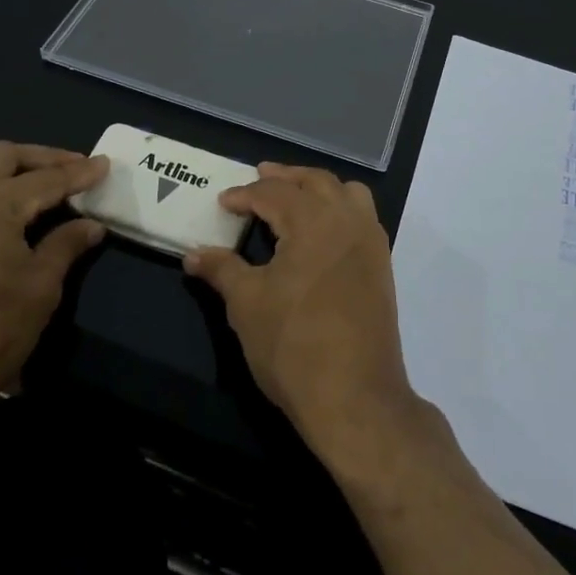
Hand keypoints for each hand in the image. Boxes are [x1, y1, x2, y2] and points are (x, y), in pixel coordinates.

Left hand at [0, 141, 107, 430]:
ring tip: (41, 183)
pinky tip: (7, 208)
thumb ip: (66, 245)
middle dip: (43, 158)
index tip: (105, 165)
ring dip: (11, 168)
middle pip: (4, 156)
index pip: (46, 179)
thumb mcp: (41, 287)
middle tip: (75, 169)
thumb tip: (92, 225)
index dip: (79, 173)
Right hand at [185, 164, 420, 468]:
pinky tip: (322, 231)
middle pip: (315, 181)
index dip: (245, 195)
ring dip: (319, 187)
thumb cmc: (293, 345)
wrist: (355, 397)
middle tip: (260, 177)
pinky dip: (341, 208)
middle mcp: (347, 220)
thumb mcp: (246, 304)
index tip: (224, 202)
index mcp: (313, 220)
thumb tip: (193, 254)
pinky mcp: (382, 266)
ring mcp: (371, 242)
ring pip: (347, 193)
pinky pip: (363, 217)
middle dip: (285, 177)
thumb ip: (221, 270)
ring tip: (295, 196)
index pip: (273, 193)